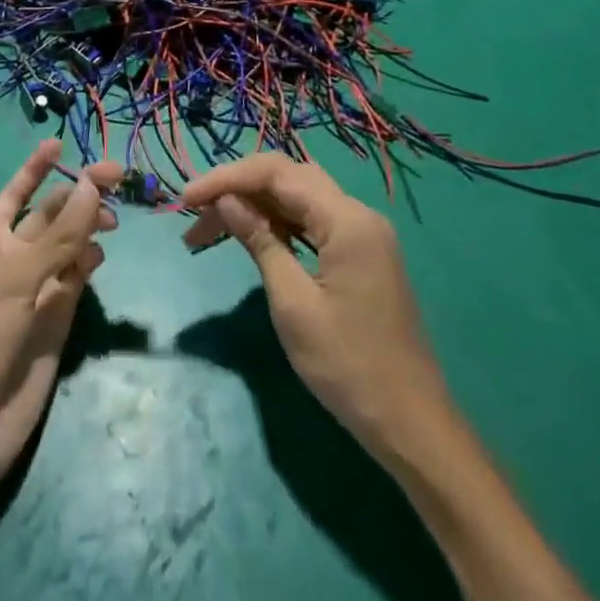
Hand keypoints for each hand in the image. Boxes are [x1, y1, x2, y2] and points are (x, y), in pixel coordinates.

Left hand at [0, 142, 121, 494]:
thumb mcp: (14, 279)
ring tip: (112, 221)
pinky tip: (99, 257)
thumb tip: (90, 185)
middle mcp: (13, 255)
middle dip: (78, 193)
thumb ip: (57, 235)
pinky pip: (77, 274)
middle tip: (117, 177)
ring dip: (88, 224)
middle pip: (51, 213)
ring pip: (69, 241)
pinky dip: (90, 260)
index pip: (17, 191)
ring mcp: (37, 284)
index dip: (37, 167)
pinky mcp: (57, 313)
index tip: (60, 142)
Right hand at [182, 155, 445, 455]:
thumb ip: (260, 241)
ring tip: (211, 228)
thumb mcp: (293, 304)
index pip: (276, 173)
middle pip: (287, 178)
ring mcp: (362, 233)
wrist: (413, 426)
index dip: (227, 179)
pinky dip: (278, 223)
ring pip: (298, 198)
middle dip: (237, 188)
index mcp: (346, 219)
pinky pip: (312, 221)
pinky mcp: (361, 253)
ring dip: (254, 205)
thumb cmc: (348, 367)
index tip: (186, 199)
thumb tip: (226, 201)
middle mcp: (357, 214)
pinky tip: (251, 236)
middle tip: (195, 214)